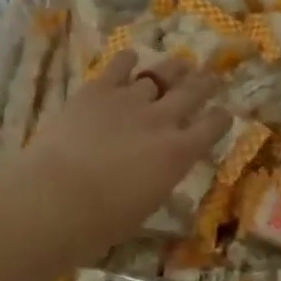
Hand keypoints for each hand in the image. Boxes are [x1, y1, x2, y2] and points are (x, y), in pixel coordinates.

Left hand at [11, 52, 229, 264]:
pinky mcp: (99, 89)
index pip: (212, 127)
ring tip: (180, 63)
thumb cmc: (100, 222)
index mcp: (178, 154)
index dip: (221, 118)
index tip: (224, 112)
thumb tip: (163, 174)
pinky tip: (130, 58)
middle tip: (211, 76)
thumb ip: (159, 182)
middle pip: (193, 92)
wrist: (56, 198)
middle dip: (206, 83)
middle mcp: (161, 120)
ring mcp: (130, 99)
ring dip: (173, 68)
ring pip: (160, 74)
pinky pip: (120, 65)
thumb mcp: (144, 208)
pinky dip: (128, 61)